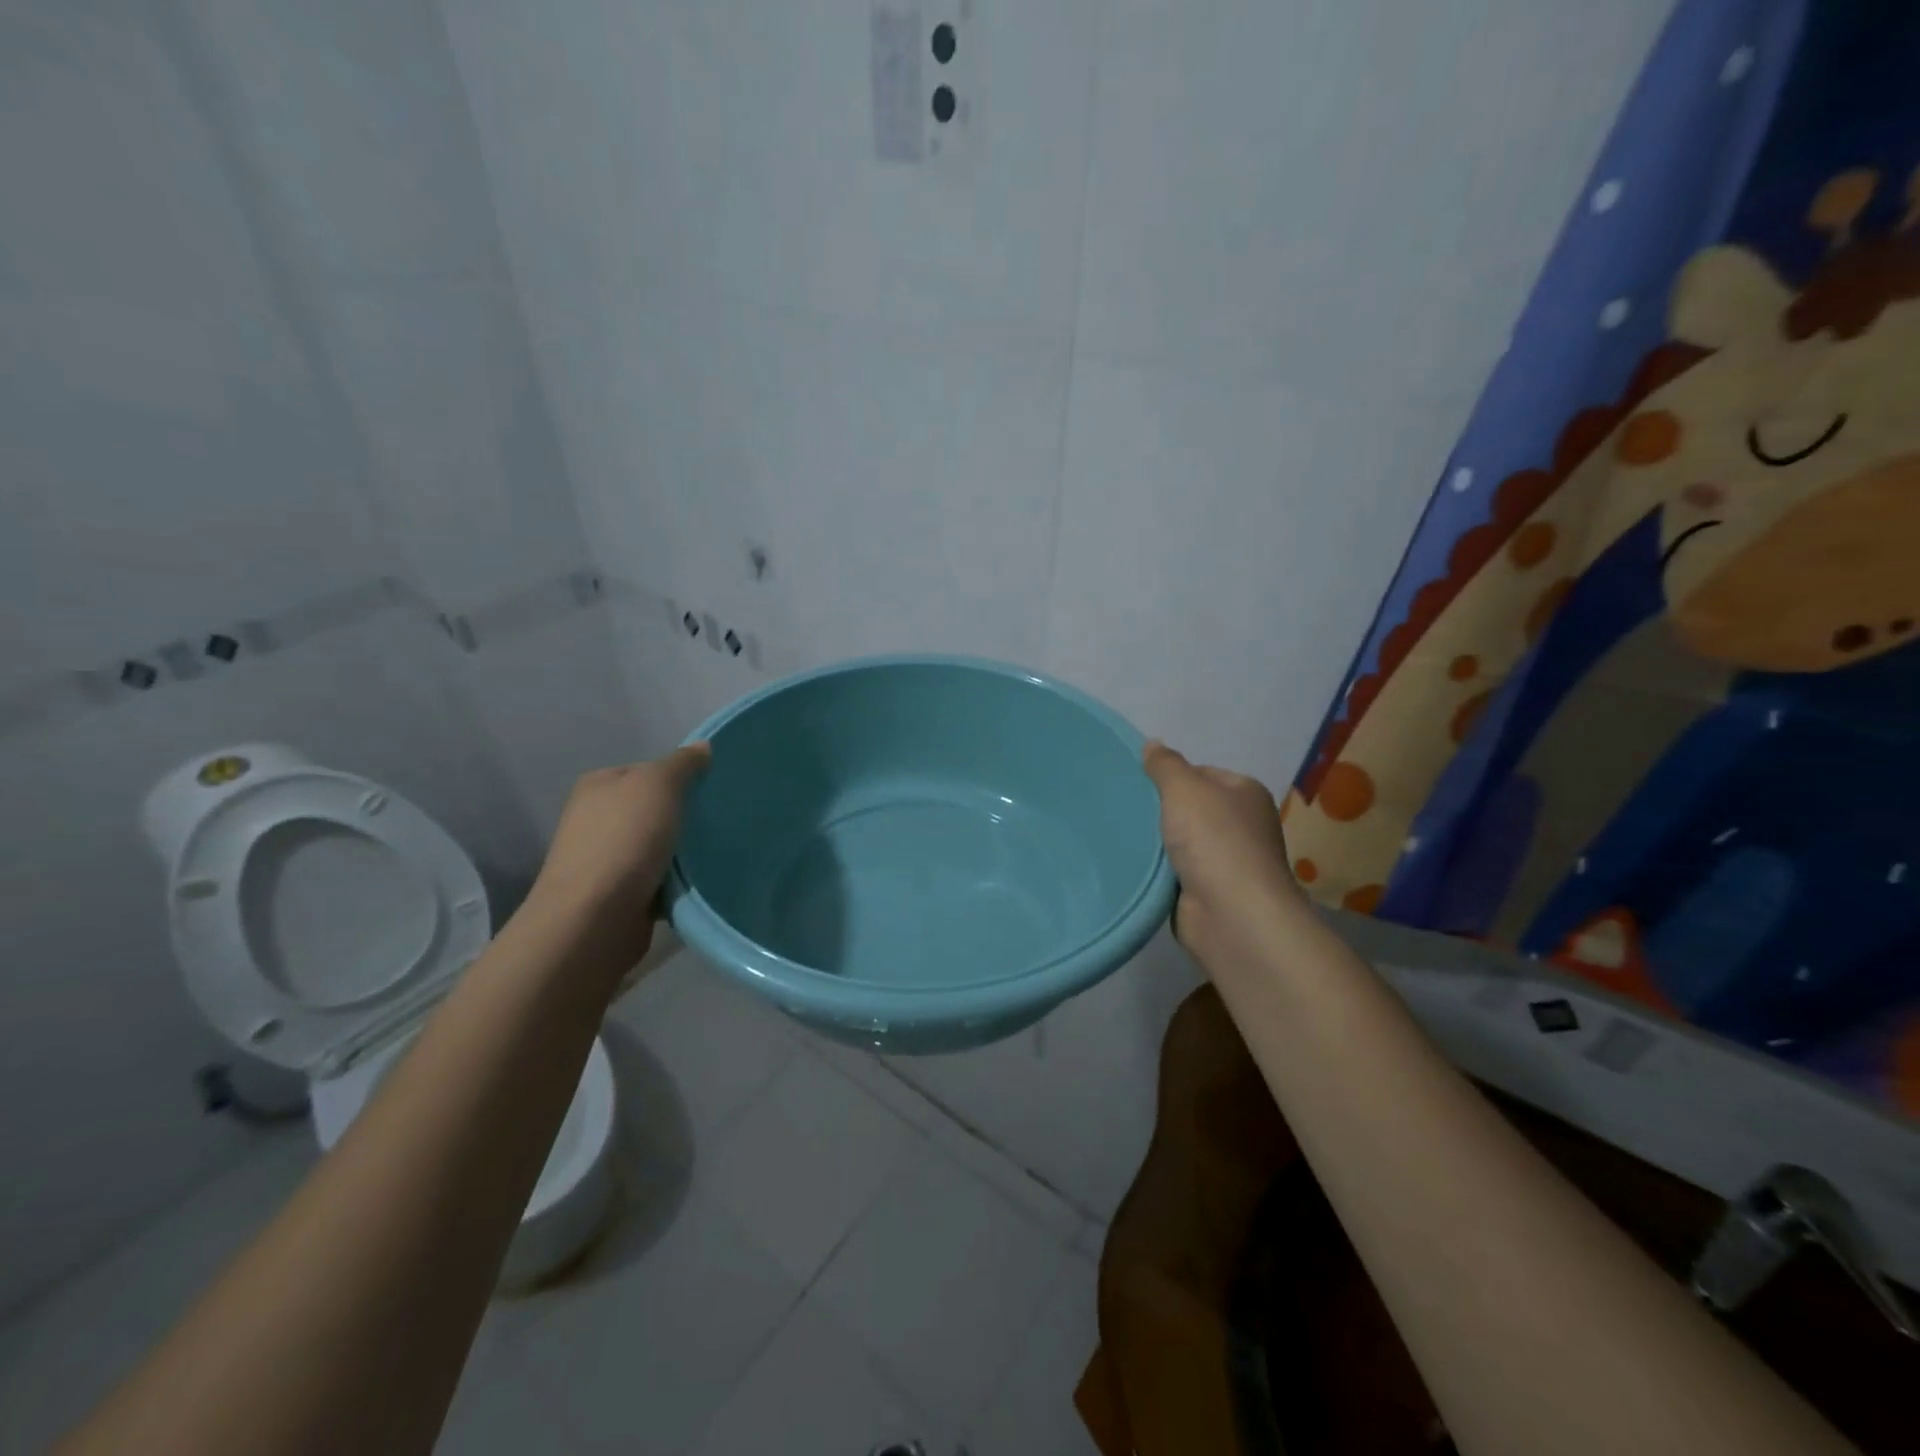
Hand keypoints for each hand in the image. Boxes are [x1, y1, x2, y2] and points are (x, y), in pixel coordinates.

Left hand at [524, 744, 711, 964]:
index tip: (712, 790)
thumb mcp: (659, 785)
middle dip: (685, 816)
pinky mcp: (618, 895)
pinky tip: (699, 883)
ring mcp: (605, 859)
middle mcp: (596, 819)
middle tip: (721, 821)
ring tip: (718, 852)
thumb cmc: (625, 840)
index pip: (648, 770)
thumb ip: (683, 764)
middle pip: (654, 809)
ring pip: (659, 846)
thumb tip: (703, 747)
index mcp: (599, 785)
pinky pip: (658, 879)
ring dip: (683, 852)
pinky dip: (677, 882)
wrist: (594, 918)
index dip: (681, 777)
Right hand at [1142, 740, 1304, 963]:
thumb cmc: (1214, 841)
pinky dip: (1158, 872)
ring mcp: (1228, 862)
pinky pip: (1175, 873)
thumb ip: (1165, 765)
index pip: (1202, 773)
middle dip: (1160, 811)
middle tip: (1122, 809)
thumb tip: (1152, 744)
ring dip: (1156, 844)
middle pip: (1190, 809)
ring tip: (1120, 837)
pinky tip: (1134, 868)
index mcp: (1245, 794)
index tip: (1138, 785)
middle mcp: (1242, 825)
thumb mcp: (1184, 789)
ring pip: (1180, 843)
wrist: (1232, 916)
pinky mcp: (1210, 893)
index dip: (1170, 777)